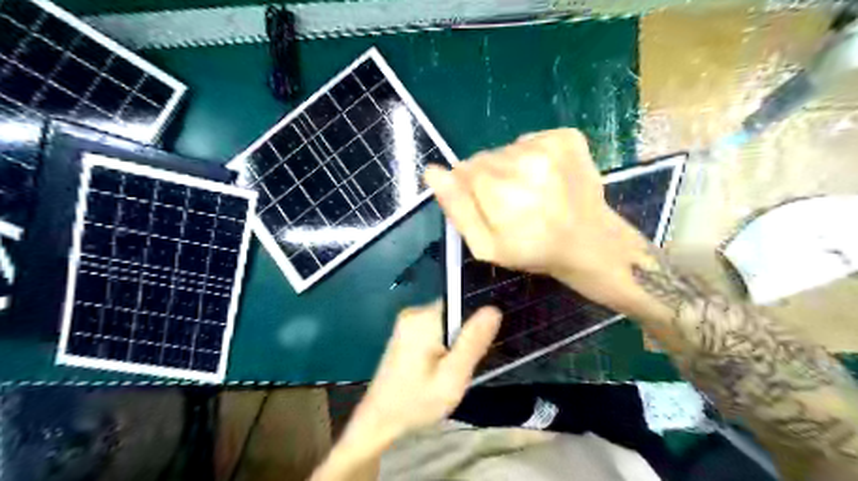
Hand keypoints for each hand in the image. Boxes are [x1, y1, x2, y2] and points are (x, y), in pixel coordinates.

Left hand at [338, 303, 499, 453]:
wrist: (380, 421)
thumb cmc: (417, 402)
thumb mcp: (452, 377)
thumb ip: (472, 342)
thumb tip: (493, 309)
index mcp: (424, 318)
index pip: (461, 301)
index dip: (477, 320)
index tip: (482, 344)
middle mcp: (414, 313)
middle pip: (454, 312)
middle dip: (466, 335)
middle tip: (465, 364)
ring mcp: (407, 322)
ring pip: (447, 323)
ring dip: (455, 342)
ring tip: (453, 369)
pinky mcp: (406, 333)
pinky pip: (435, 330)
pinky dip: (444, 345)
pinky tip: (440, 368)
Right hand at [421, 125, 650, 308]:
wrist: (589, 241)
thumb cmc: (533, 250)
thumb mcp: (486, 246)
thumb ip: (457, 208)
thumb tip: (432, 171)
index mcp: (500, 190)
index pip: (462, 170)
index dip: (470, 189)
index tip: (488, 206)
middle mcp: (523, 160)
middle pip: (485, 157)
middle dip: (489, 177)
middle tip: (512, 203)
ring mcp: (549, 145)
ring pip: (507, 148)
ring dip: (511, 166)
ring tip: (530, 192)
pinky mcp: (567, 137)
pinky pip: (531, 139)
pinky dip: (532, 154)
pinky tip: (545, 177)